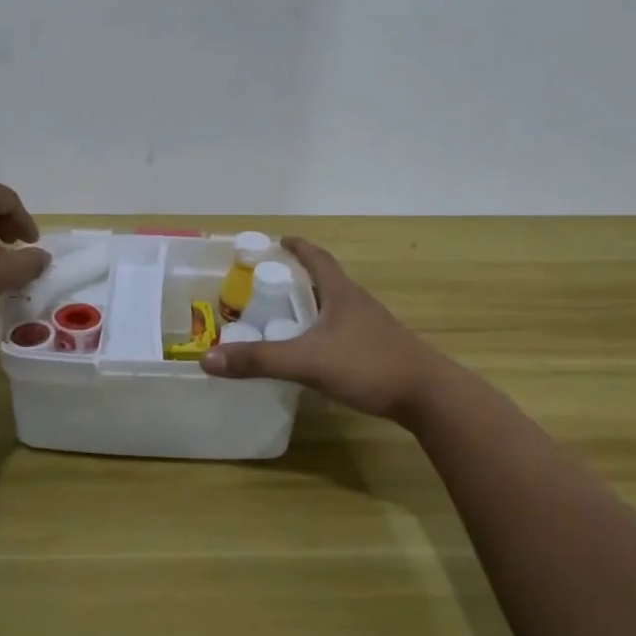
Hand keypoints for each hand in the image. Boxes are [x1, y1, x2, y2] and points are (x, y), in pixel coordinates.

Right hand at [201, 237, 449, 418]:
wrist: (428, 396)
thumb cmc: (368, 365)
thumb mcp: (307, 362)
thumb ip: (259, 361)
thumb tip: (207, 359)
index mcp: (341, 293)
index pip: (317, 258)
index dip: (297, 247)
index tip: (279, 240)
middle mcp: (357, 303)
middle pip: (325, 281)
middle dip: (298, 277)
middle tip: (269, 284)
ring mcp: (371, 327)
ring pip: (335, 307)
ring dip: (312, 306)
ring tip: (285, 316)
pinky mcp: (378, 349)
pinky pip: (343, 330)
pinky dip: (323, 331)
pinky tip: (314, 351)